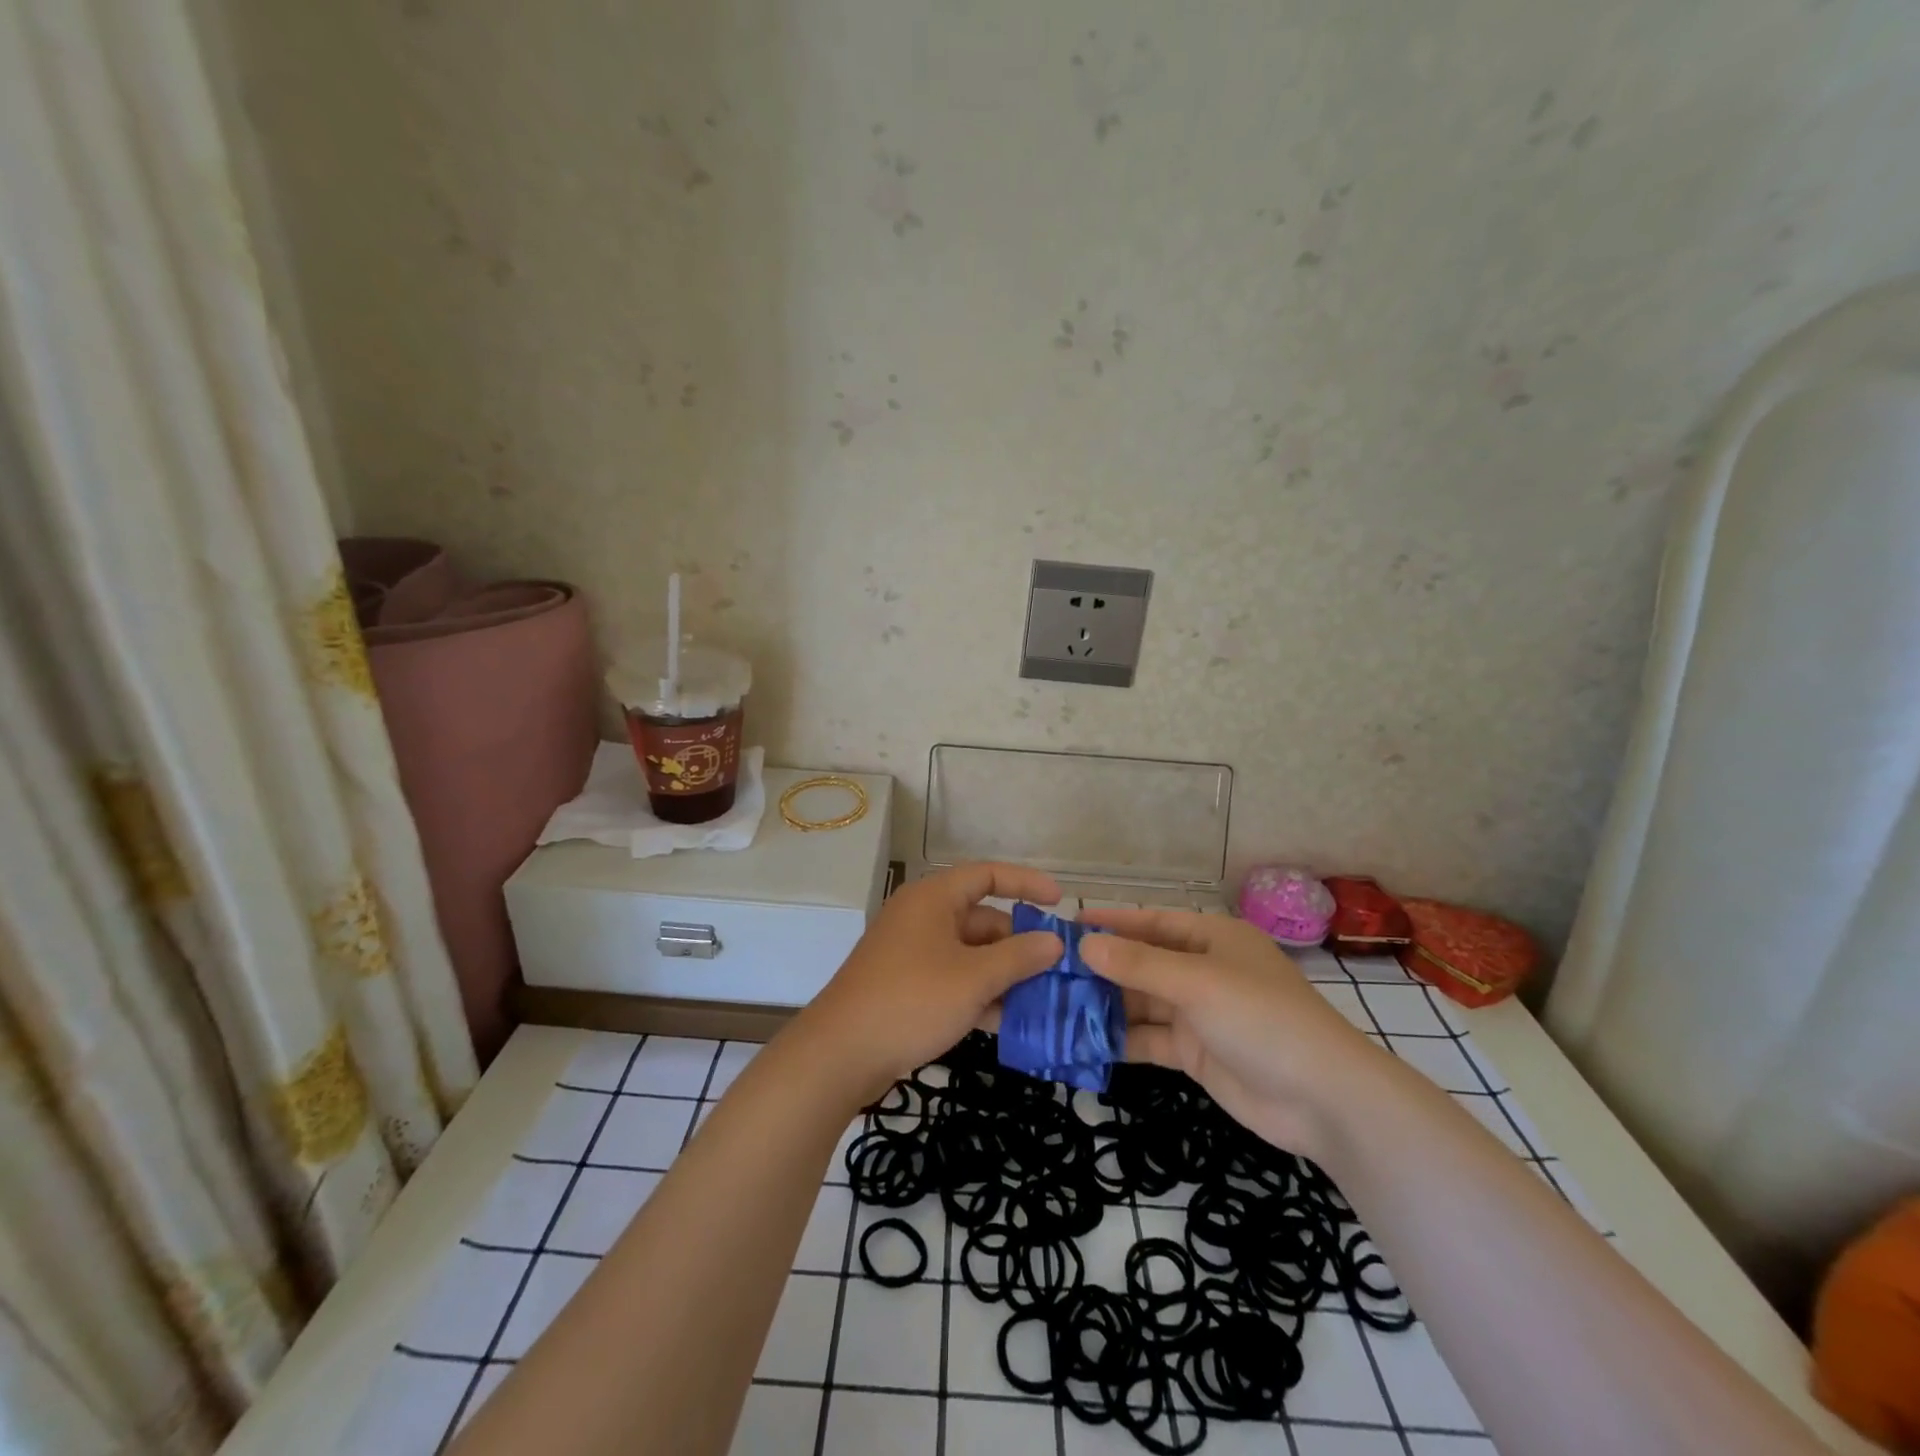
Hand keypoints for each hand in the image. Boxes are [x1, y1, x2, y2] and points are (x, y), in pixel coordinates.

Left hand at [792, 863, 1063, 1102]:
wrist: (841, 1053)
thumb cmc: (911, 1000)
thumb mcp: (974, 978)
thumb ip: (1019, 957)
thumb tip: (1055, 941)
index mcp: (933, 898)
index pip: (987, 875)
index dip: (1025, 883)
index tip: (1061, 901)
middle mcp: (922, 917)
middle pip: (982, 919)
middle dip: (1019, 944)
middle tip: (1057, 970)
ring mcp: (912, 953)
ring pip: (970, 954)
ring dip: (1003, 974)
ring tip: (1043, 1000)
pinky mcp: (906, 985)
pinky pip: (953, 978)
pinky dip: (979, 993)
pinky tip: (1007, 1022)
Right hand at [1078, 907, 1394, 1158]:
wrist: (1325, 1100)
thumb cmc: (1261, 1019)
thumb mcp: (1197, 983)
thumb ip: (1139, 964)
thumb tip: (1084, 944)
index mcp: (1212, 939)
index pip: (1151, 922)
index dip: (1111, 922)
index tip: (1066, 925)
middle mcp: (1204, 970)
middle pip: (1143, 962)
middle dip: (1101, 967)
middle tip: (1048, 971)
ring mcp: (1200, 1014)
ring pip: (1142, 1002)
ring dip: (1105, 1005)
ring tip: (1054, 1006)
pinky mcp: (1196, 1053)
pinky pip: (1150, 1039)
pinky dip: (1120, 1040)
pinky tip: (1083, 1042)